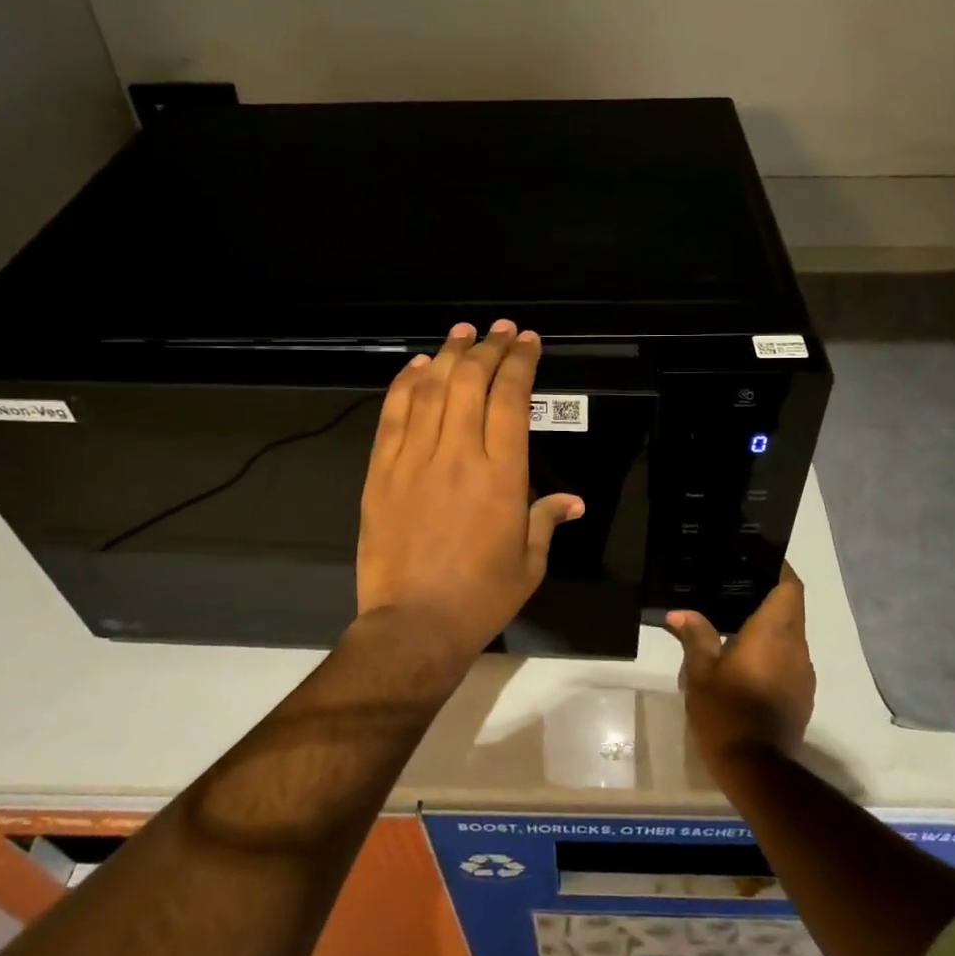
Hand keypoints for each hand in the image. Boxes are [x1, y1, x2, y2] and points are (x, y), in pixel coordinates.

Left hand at [357, 320, 584, 659]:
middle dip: (488, 348)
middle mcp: (459, 455)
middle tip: (500, 330)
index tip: (528, 342)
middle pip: (471, 382)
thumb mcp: (529, 562)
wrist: (413, 625)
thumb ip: (547, 520)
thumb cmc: (481, 597)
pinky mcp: (381, 471)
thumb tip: (573, 500)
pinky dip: (405, 384)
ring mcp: (414, 460)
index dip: (520, 363)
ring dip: (448, 354)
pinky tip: (417, 365)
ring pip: (432, 389)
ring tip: (462, 332)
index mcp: (502, 475)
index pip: (511, 399)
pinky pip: (393, 415)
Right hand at [665, 564, 814, 772]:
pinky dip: (774, 652)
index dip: (780, 569)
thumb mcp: (700, 672)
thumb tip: (680, 614)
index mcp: (773, 633)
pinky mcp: (802, 696)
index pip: (790, 587)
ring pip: (792, 636)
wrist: (757, 769)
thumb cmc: (726, 712)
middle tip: (736, 589)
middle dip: (770, 596)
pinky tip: (748, 660)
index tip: (759, 560)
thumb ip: (695, 636)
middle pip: (792, 609)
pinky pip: (791, 660)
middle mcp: (796, 648)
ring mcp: (803, 674)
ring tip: (738, 623)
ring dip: (772, 627)